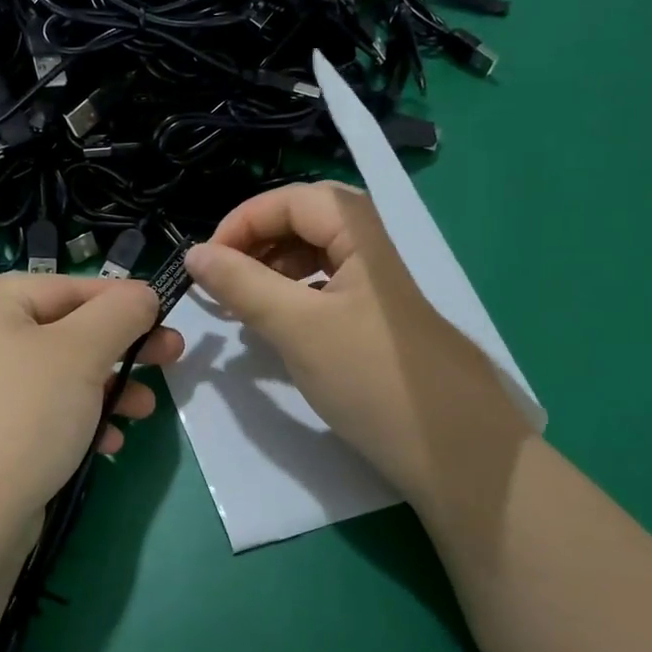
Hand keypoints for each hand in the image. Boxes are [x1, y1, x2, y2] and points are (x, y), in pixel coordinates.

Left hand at [0, 274, 183, 551]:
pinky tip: (108, 442)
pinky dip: (74, 418)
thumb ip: (120, 312)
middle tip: (170, 359)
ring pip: (53, 373)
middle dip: (119, 350)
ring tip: (144, 411)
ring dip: (105, 388)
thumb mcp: (80, 353)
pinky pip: (35, 408)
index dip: (121, 301)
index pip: (63, 287)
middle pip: (60, 330)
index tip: (166, 316)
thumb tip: (142, 295)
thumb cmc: (22, 418)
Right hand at [183, 182, 530, 535]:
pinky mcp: (376, 323)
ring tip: (242, 301)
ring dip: (273, 268)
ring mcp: (376, 289)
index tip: (208, 260)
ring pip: (316, 256)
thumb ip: (242, 284)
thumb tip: (194, 254)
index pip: (293, 200)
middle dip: (259, 240)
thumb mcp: (297, 326)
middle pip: (307, 221)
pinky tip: (276, 326)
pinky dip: (293, 297)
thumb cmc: (371, 378)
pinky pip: (326, 290)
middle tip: (225, 275)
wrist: (456, 452)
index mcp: (360, 236)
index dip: (244, 220)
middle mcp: (371, 252)